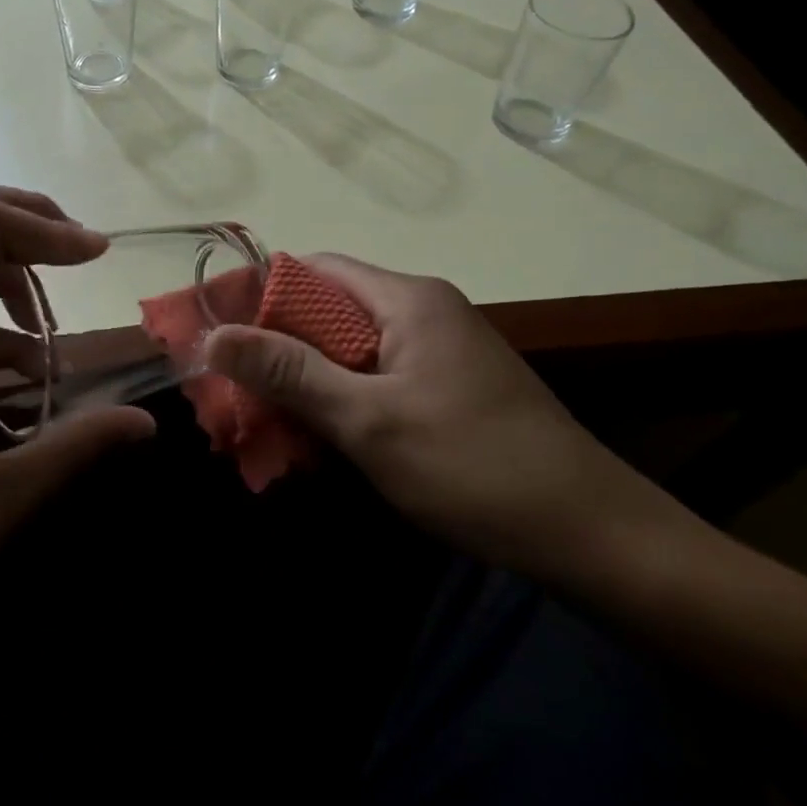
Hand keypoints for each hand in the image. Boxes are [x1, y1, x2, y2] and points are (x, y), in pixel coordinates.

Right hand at [202, 256, 678, 580]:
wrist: (592, 535)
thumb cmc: (472, 465)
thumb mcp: (368, 420)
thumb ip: (290, 373)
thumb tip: (214, 337)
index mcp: (407, 298)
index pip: (316, 269)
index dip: (263, 295)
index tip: (221, 335)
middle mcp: (423, 310)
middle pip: (330, 310)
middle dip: (279, 348)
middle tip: (233, 390)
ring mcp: (439, 350)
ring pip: (350, 350)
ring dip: (307, 381)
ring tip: (263, 421)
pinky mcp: (448, 387)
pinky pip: (377, 378)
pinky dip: (341, 401)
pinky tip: (317, 441)